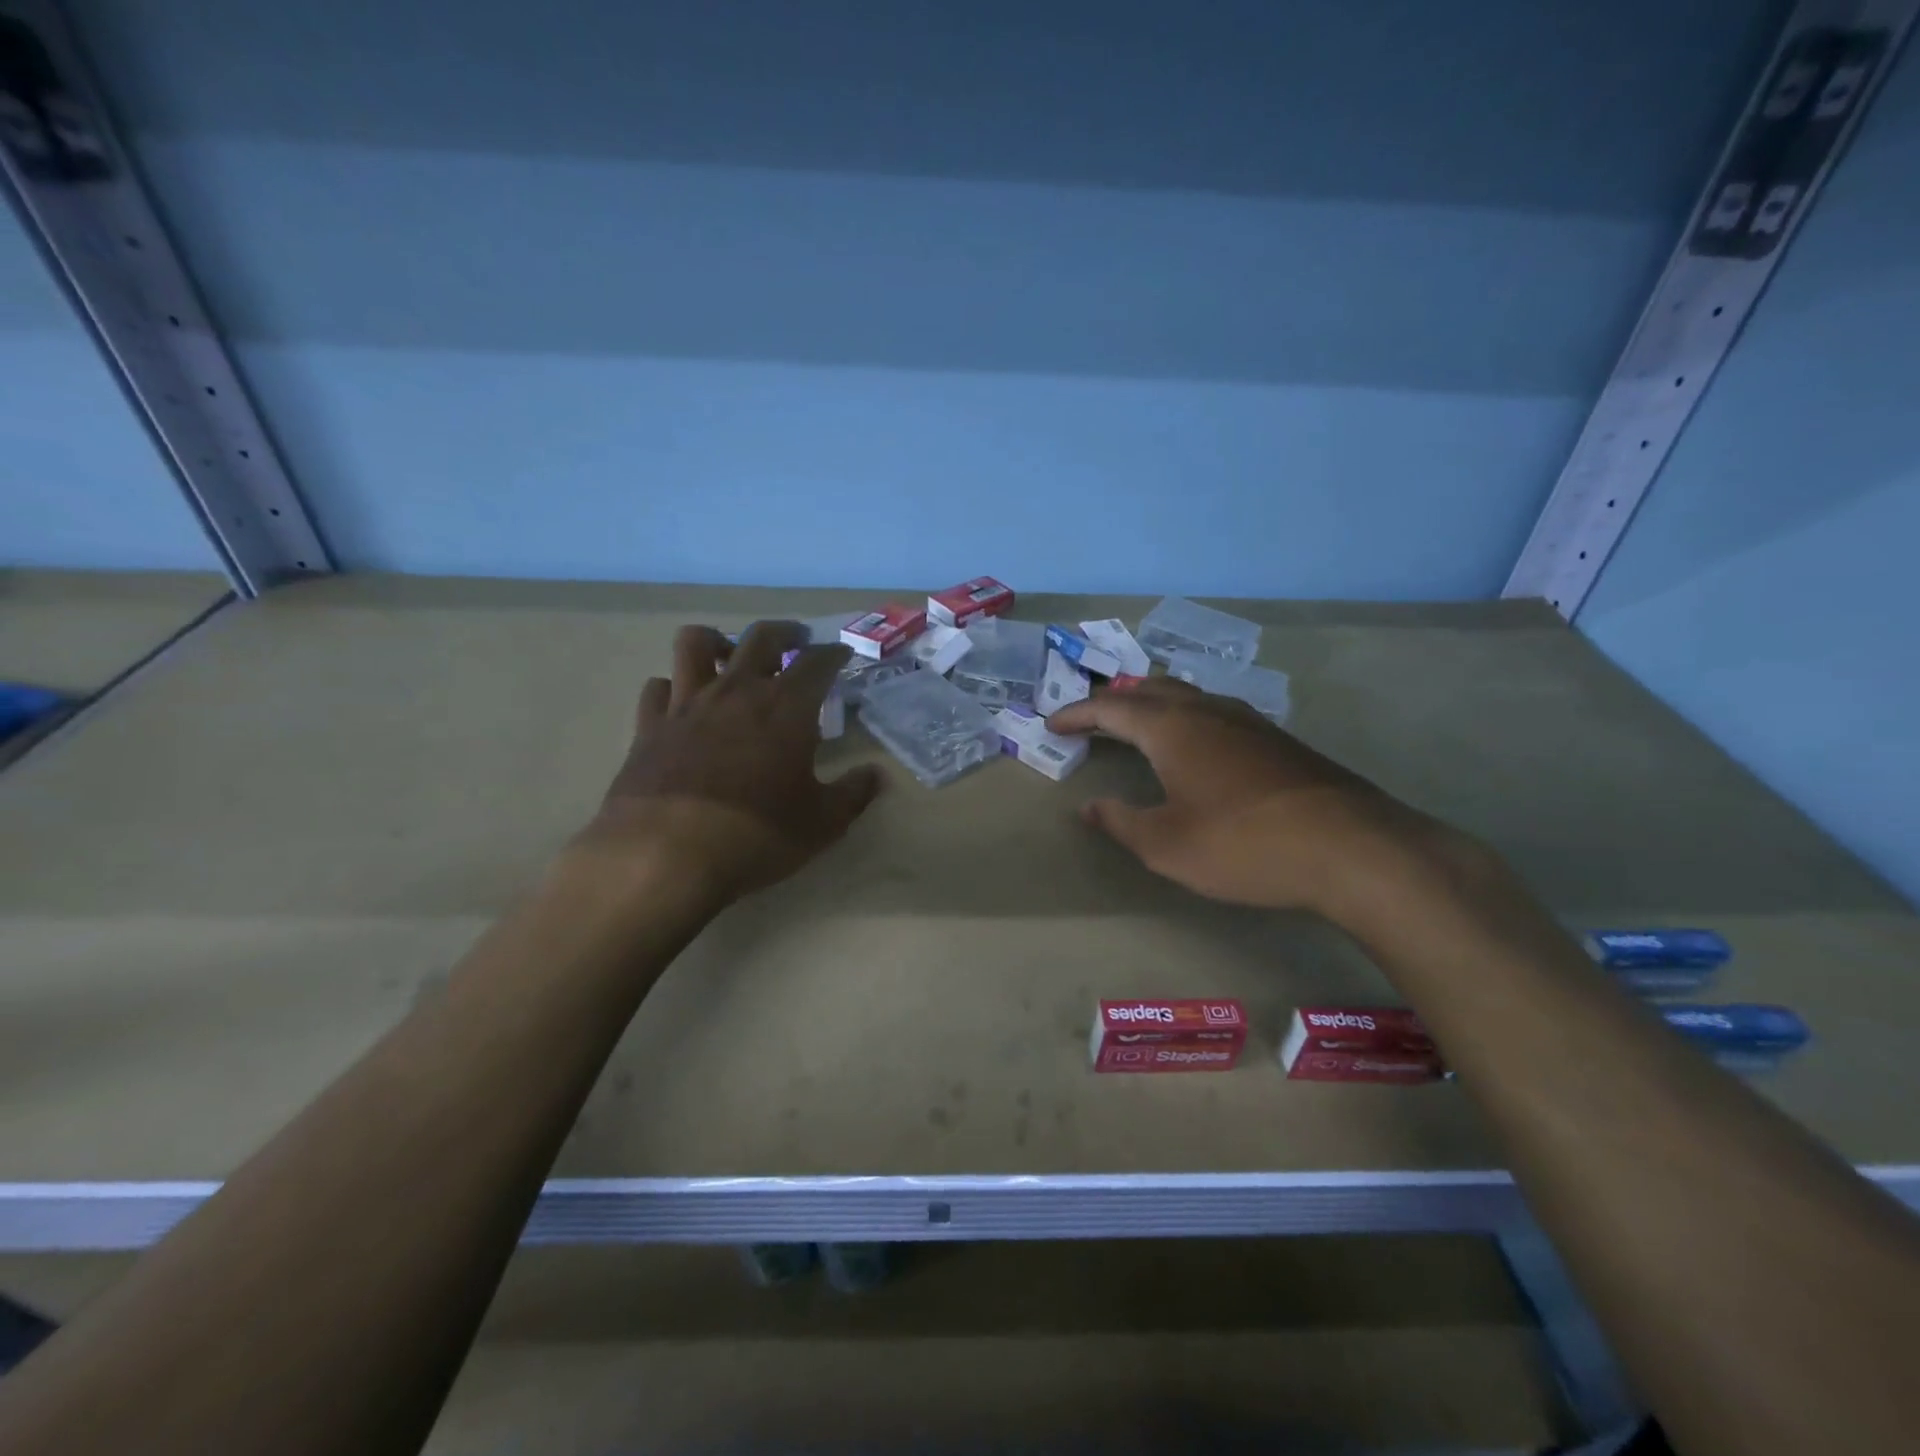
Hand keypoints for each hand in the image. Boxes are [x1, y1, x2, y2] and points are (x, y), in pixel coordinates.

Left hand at [574, 621, 882, 905]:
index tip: (841, 654)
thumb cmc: (756, 836)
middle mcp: (737, 692)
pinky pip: (658, 688)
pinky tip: (682, 703)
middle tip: (796, 640)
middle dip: (784, 632)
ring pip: (696, 643)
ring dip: (718, 640)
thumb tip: (877, 775)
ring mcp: (687, 704)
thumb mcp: (822, 823)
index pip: (817, 662)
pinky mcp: (649, 727)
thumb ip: (854, 794)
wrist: (664, 857)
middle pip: (760, 637)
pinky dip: (673, 687)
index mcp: (786, 708)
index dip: (833, 653)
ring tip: (728, 654)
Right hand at [1045, 678, 1442, 916]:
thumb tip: (1090, 807)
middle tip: (1090, 718)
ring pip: (1187, 696)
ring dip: (1152, 704)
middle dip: (1113, 701)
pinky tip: (1195, 743)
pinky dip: (1185, 717)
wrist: (1352, 849)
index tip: (1052, 724)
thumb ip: (1122, 822)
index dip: (1077, 714)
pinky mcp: (1277, 740)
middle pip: (1150, 690)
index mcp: (1172, 728)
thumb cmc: (1244, 845)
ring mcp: (1248, 721)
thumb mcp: (1167, 845)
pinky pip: (1215, 711)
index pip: (1111, 709)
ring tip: (1136, 723)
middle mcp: (1208, 711)